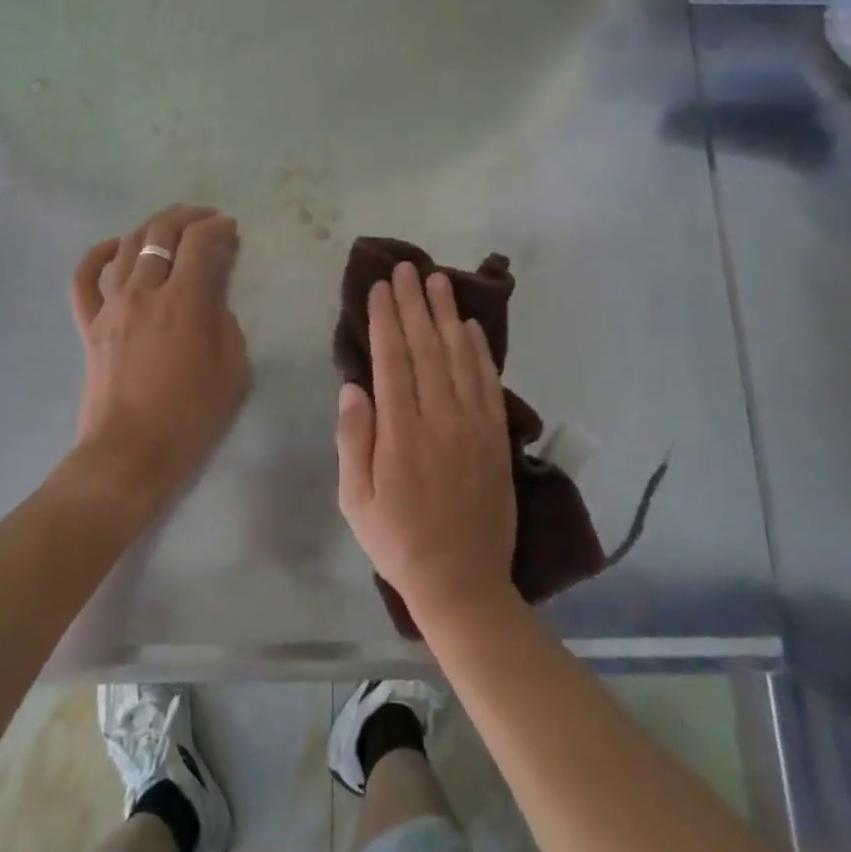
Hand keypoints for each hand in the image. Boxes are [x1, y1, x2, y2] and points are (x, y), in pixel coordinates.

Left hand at [70, 205, 249, 501]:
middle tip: (207, 218)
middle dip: (188, 216)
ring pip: (128, 247)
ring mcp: (111, 306)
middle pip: (162, 234)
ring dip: (153, 227)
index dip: (218, 228)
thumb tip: (211, 299)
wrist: (129, 454)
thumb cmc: (189, 416)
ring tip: (172, 225)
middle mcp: (144, 292)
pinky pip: (84, 278)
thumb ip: (225, 322)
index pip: (200, 243)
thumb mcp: (232, 369)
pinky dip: (97, 254)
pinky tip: (114, 246)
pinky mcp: (89, 324)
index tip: (230, 229)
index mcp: (184, 302)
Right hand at [336, 263, 517, 625]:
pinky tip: (472, 327)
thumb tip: (353, 386)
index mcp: (401, 433)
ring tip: (439, 281)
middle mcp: (440, 419)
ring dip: (448, 315)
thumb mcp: (356, 500)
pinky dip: (481, 351)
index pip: (392, 360)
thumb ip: (355, 439)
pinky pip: (489, 383)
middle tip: (407, 269)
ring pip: (459, 357)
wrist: (463, 582)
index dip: (385, 320)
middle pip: (426, 348)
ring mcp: (474, 426)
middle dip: (414, 304)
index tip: (380, 287)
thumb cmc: (398, 541)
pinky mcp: (496, 437)